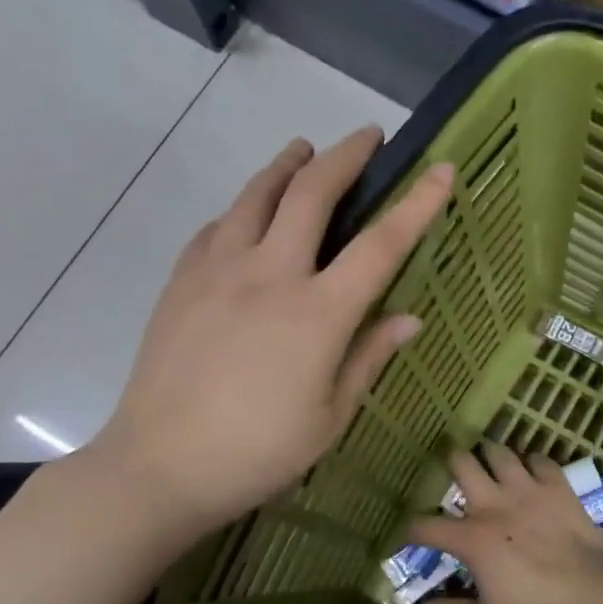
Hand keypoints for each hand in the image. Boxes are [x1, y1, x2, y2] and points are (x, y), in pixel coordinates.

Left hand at [77, 127, 452, 540]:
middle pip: (312, 194)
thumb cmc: (259, 453)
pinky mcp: (181, 281)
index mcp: (318, 313)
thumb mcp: (330, 417)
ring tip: (302, 151)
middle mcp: (269, 275)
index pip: (380, 246)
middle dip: (345, 156)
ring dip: (286, 166)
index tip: (442, 170)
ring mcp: (218, 271)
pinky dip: (241, 210)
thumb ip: (369, 358)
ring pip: (256, 196)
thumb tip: (410, 319)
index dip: (417, 204)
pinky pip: (216, 228)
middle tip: (366, 137)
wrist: (160, 466)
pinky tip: (245, 216)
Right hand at [410, 444, 602, 603]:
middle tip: (456, 474)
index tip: (413, 535)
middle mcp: (494, 505)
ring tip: (490, 463)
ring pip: (500, 453)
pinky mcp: (558, 488)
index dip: (412, 530)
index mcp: (471, 539)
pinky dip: (532, 463)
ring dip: (490, 456)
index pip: (425, 526)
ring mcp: (528, 491)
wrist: (595, 599)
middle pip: (461, 464)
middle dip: (452, 464)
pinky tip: (532, 474)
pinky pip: (540, 460)